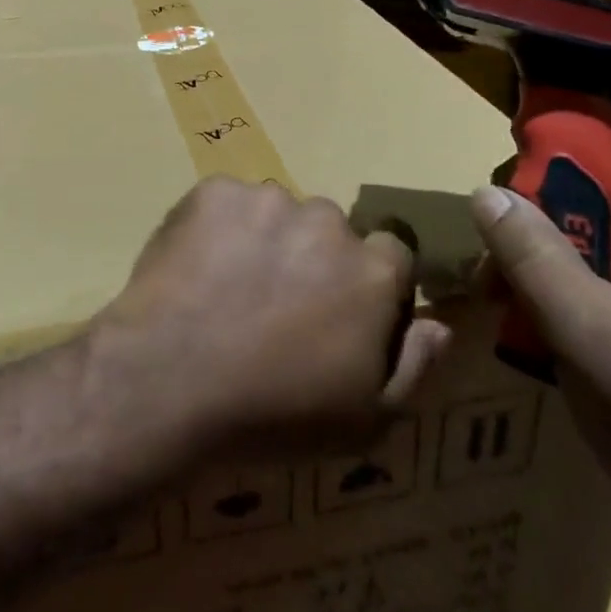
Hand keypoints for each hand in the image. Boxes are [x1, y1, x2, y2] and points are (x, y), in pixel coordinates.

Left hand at [89, 176, 452, 462]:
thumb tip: (440, 325)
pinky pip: (227, 204)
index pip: (391, 256)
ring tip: (229, 289)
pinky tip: (198, 269)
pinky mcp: (214, 191)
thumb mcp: (365, 420)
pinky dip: (219, 227)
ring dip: (264, 239)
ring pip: (276, 213)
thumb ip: (414, 366)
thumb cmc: (275, 413)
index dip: (367, 286)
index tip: (339, 316)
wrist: (170, 379)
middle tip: (275, 306)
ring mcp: (266, 199)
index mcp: (372, 269)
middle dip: (313, 260)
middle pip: (329, 231)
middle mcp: (326, 220)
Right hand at [468, 107, 610, 565]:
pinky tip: (518, 279)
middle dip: (567, 166)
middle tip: (504, 171)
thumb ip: (534, 255)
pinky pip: (606, 262)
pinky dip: (562, 259)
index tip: (557, 97)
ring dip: (556, 218)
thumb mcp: (592, 335)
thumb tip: (485, 190)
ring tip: (498, 227)